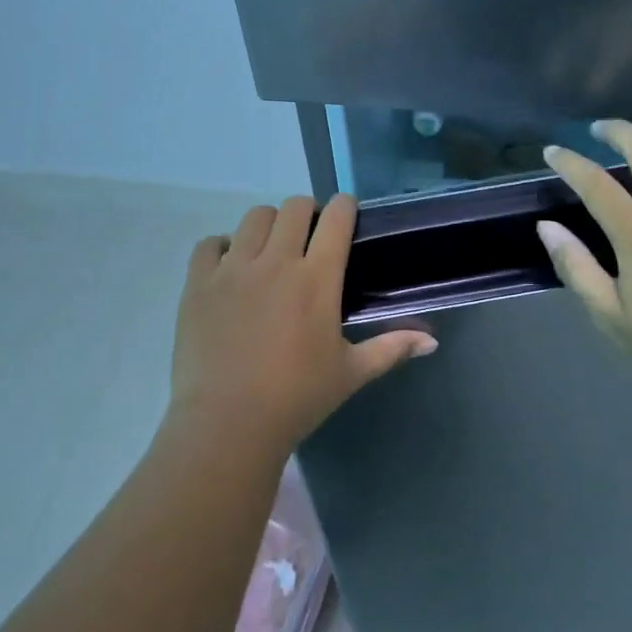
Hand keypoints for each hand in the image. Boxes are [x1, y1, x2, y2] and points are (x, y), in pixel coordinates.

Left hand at [170, 194, 436, 452]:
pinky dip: (222, 247)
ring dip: (268, 225)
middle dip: (307, 213)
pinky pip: (209, 243)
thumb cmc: (298, 399)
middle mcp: (276, 261)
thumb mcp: (351, 373)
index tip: (346, 214)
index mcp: (318, 278)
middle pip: (294, 207)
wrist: (228, 424)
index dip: (345, 207)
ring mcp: (233, 269)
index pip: (336, 218)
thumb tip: (432, 339)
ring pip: (253, 217)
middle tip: (309, 238)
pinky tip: (230, 268)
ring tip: (270, 250)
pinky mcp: (198, 283)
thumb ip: (391, 348)